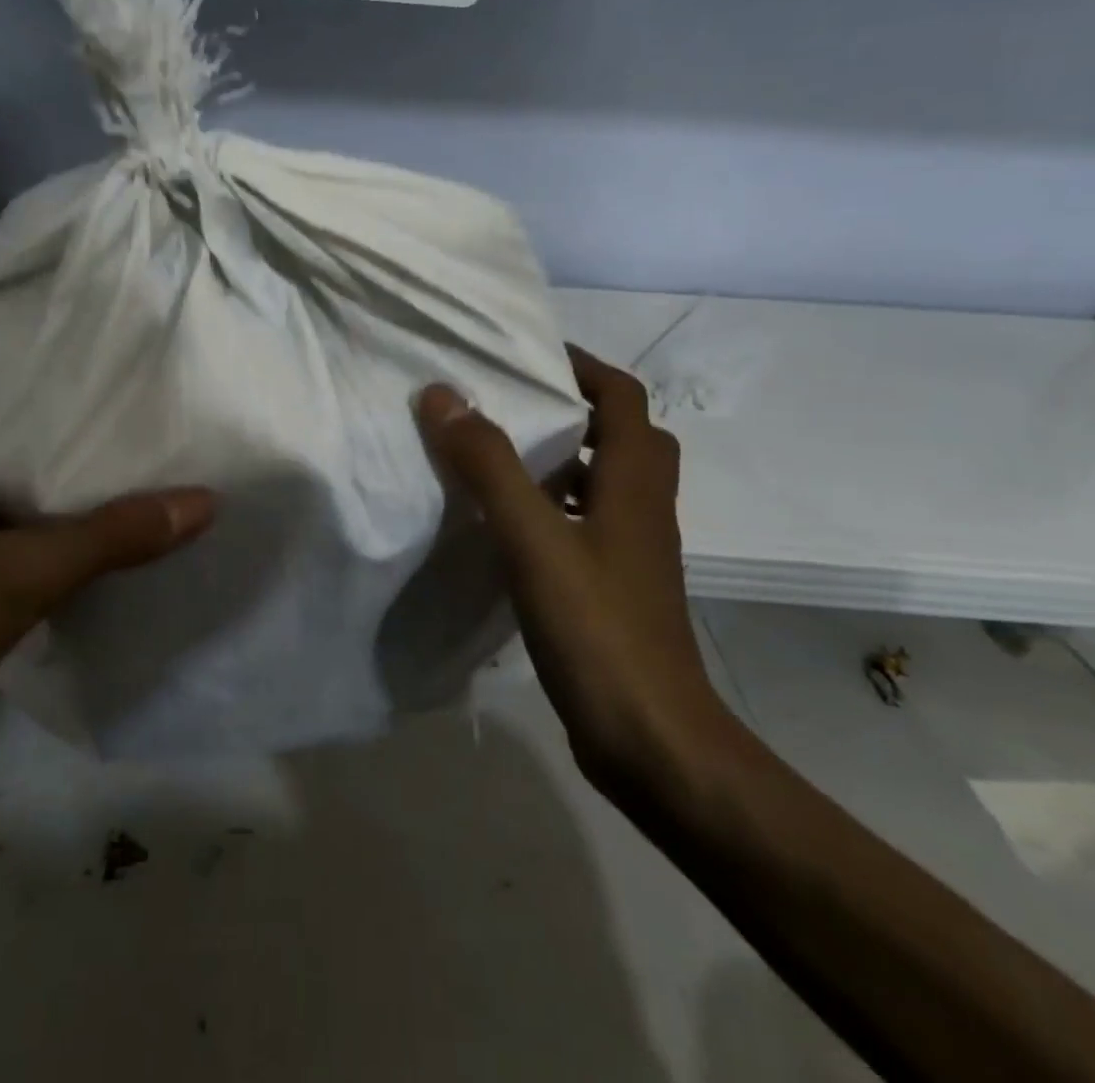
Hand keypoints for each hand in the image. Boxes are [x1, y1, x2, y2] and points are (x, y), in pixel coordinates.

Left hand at [0, 354, 215, 809]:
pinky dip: (46, 558)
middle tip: (82, 413)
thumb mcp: (19, 573)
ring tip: (103, 477)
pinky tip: (94, 561)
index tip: (4, 348)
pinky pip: (9, 571)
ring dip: (36, 498)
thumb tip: (199, 501)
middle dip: (16, 433)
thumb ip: (109, 537)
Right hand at [415, 346, 729, 795]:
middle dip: (573, 410)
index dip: (583, 366)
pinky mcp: (615, 588)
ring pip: (602, 483)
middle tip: (513, 404)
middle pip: (622, 436)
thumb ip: (488, 466)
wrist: (651, 740)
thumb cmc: (598, 628)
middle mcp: (642, 508)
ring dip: (560, 460)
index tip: (530, 356)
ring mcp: (632, 552)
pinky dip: (552, 508)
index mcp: (634, 482)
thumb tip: (443, 396)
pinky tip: (505, 527)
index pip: (623, 396)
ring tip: (496, 456)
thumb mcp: (534, 539)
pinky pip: (585, 524)